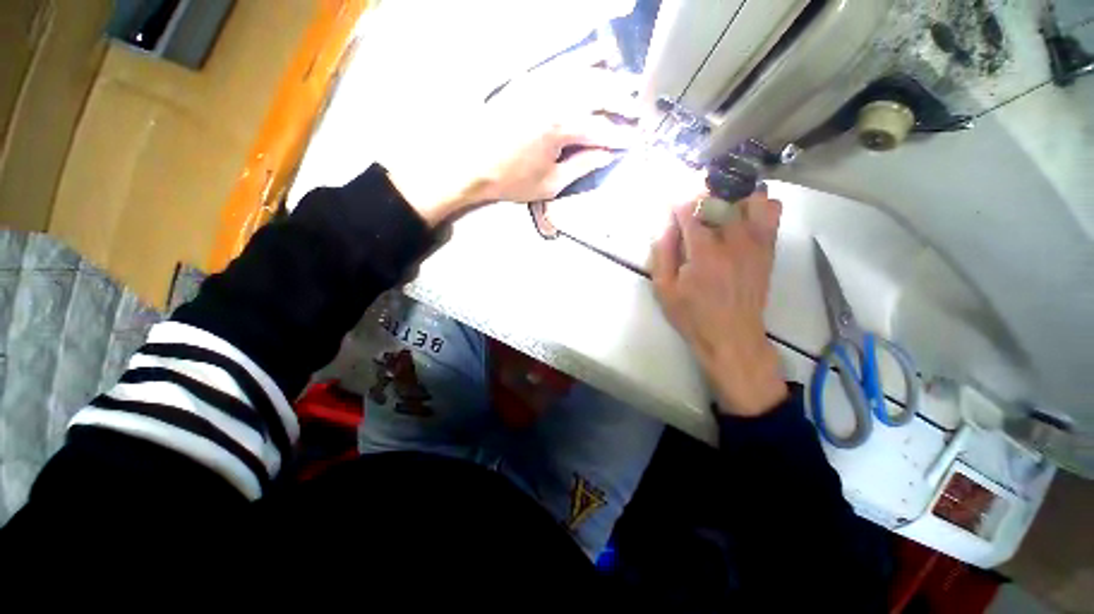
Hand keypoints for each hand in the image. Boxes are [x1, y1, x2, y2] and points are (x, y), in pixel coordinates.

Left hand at [382, 48, 638, 225]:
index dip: (621, 137)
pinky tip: (598, 56)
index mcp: (561, 128)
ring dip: (610, 79)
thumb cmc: (512, 180)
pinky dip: (583, 59)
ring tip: (628, 85)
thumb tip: (608, 155)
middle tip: (638, 112)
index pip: (601, 130)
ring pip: (585, 73)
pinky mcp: (529, 79)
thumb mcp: (551, 184)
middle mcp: (554, 98)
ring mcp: (540, 84)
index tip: (635, 141)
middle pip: (599, 94)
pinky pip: (561, 63)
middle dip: (623, 104)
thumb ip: (583, 166)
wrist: (471, 163)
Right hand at [650, 191, 788, 416]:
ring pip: (752, 197)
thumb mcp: (664, 289)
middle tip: (691, 208)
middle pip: (721, 197)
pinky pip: (771, 212)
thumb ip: (662, 253)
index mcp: (704, 252)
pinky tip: (740, 217)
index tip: (670, 205)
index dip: (678, 202)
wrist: (732, 336)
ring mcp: (756, 242)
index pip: (691, 208)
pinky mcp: (768, 248)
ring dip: (733, 197)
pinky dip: (757, 206)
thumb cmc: (692, 315)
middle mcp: (734, 241)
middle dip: (701, 195)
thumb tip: (665, 224)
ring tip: (719, 209)